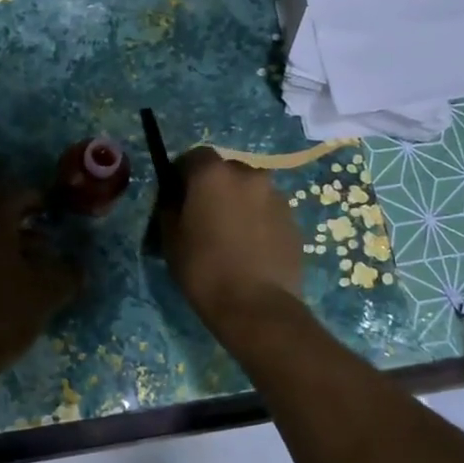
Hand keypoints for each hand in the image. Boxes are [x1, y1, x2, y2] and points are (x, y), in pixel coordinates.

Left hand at [0, 188, 81, 382]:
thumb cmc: (3, 315)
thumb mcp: (46, 294)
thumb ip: (67, 274)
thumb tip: (80, 268)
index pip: (15, 193)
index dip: (37, 200)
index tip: (54, 213)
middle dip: (21, 222)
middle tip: (45, 241)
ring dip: (5, 241)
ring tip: (31, 265)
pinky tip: (5, 280)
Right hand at [159, 149, 302, 327]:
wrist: (257, 306)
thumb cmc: (204, 269)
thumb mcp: (170, 238)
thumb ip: (170, 207)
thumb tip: (175, 197)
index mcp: (213, 174)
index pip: (194, 156)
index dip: (182, 173)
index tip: (176, 195)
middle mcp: (248, 174)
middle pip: (225, 170)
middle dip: (213, 186)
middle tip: (203, 216)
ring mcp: (276, 196)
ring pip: (249, 190)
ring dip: (237, 202)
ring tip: (228, 235)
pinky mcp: (293, 219)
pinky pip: (267, 210)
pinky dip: (256, 220)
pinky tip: (249, 248)